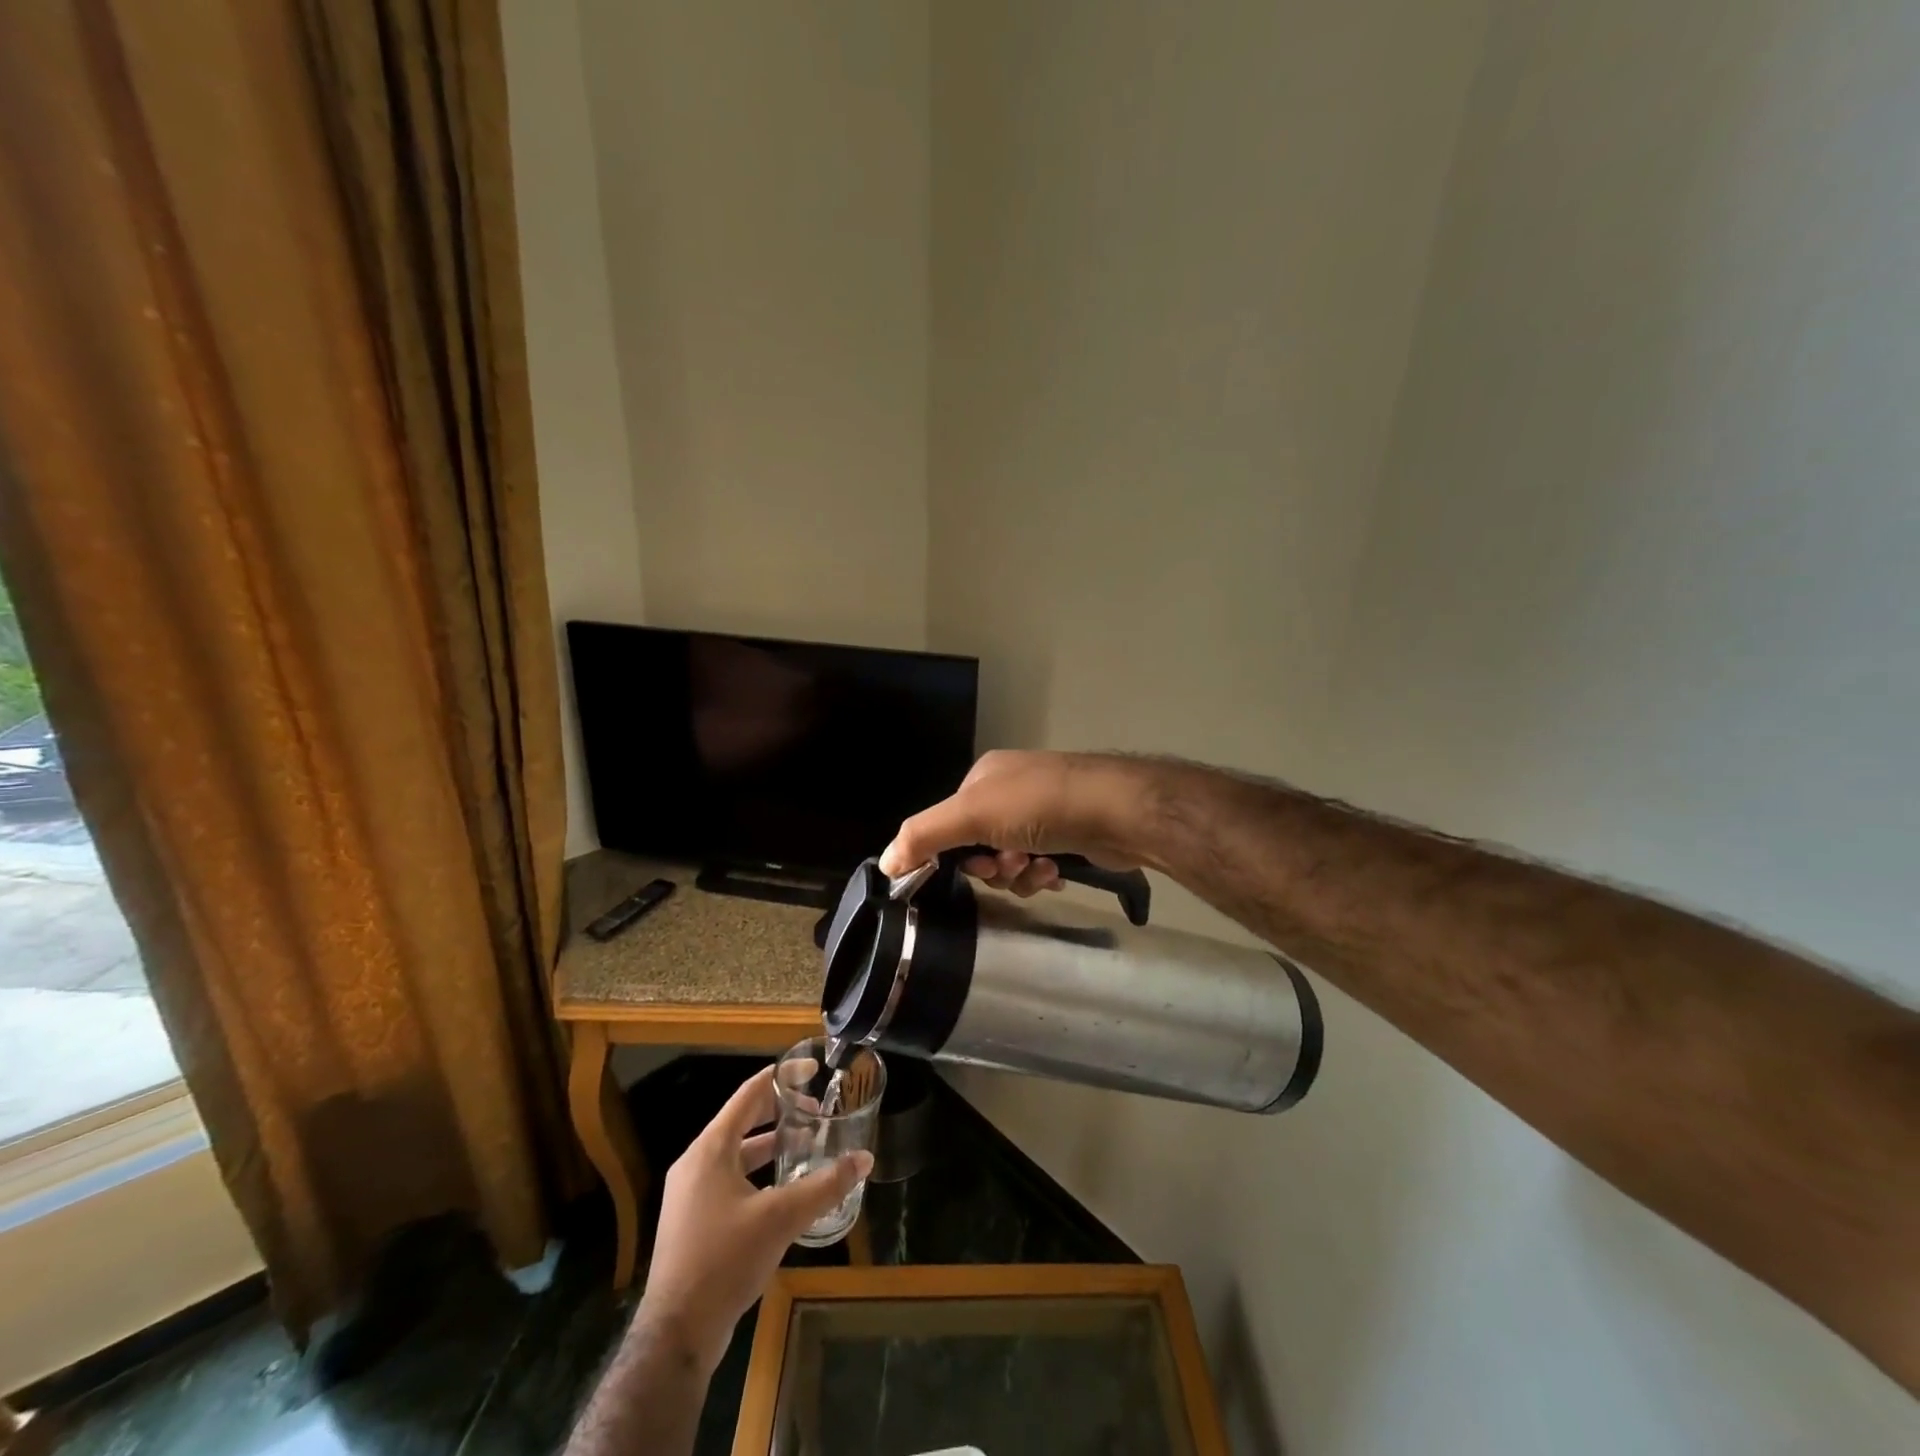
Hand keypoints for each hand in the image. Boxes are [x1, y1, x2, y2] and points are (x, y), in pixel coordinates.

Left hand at [635, 1068, 872, 1372]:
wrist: (675, 1335)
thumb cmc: (724, 1261)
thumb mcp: (780, 1219)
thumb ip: (824, 1186)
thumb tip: (864, 1159)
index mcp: (711, 1150)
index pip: (749, 1095)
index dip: (781, 1078)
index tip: (812, 1070)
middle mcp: (695, 1163)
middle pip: (741, 1120)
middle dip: (779, 1112)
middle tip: (816, 1111)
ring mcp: (690, 1194)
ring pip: (736, 1153)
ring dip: (770, 1145)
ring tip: (805, 1146)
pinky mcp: (692, 1221)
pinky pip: (729, 1179)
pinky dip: (757, 1172)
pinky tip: (782, 1190)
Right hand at [878, 749, 1152, 894]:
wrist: (1117, 810)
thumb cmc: (1039, 805)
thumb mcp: (971, 815)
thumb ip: (923, 836)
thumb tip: (884, 863)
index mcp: (984, 777)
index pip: (950, 823)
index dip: (956, 853)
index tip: (975, 867)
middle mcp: (1012, 790)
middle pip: (980, 846)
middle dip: (993, 866)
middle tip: (1010, 866)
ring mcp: (1044, 811)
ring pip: (1010, 861)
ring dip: (1019, 874)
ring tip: (1040, 869)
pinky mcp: (1070, 834)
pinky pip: (1039, 865)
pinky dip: (1042, 875)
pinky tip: (1056, 873)